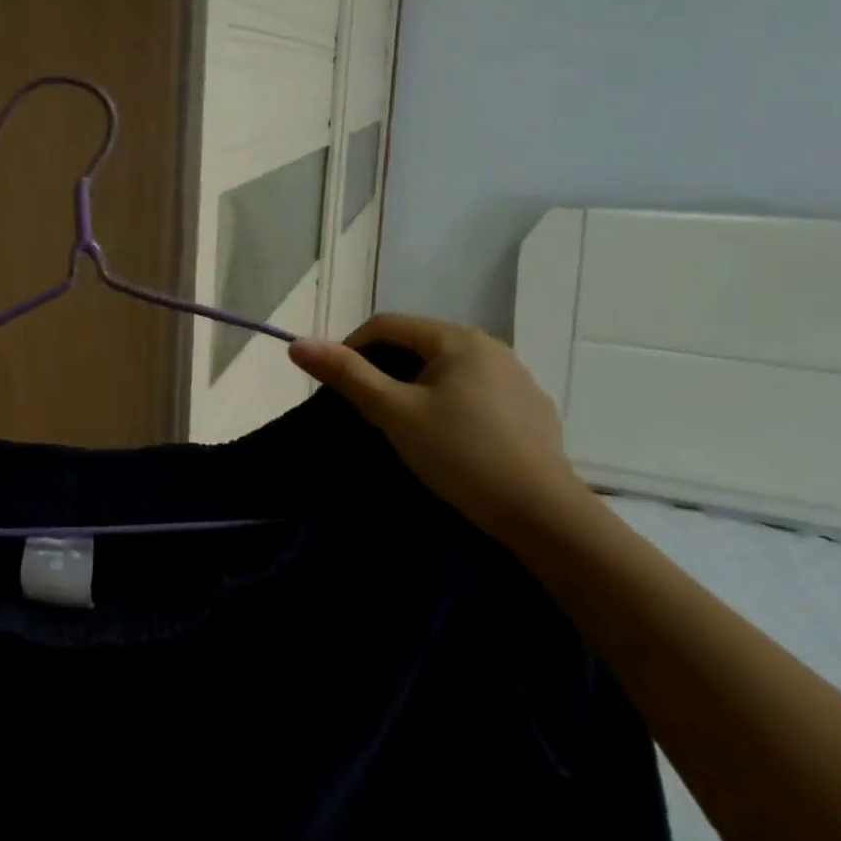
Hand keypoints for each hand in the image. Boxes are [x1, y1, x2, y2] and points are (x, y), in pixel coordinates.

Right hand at [289, 313, 593, 541]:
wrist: (543, 516)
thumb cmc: (460, 454)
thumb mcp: (394, 412)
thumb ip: (346, 374)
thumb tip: (297, 344)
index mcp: (458, 339)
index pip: (387, 325)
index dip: (352, 348)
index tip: (336, 385)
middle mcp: (491, 347)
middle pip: (419, 345)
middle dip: (385, 369)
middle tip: (367, 408)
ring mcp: (518, 379)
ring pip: (448, 370)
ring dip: (417, 387)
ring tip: (404, 425)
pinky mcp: (533, 411)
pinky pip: (477, 393)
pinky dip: (451, 404)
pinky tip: (451, 440)